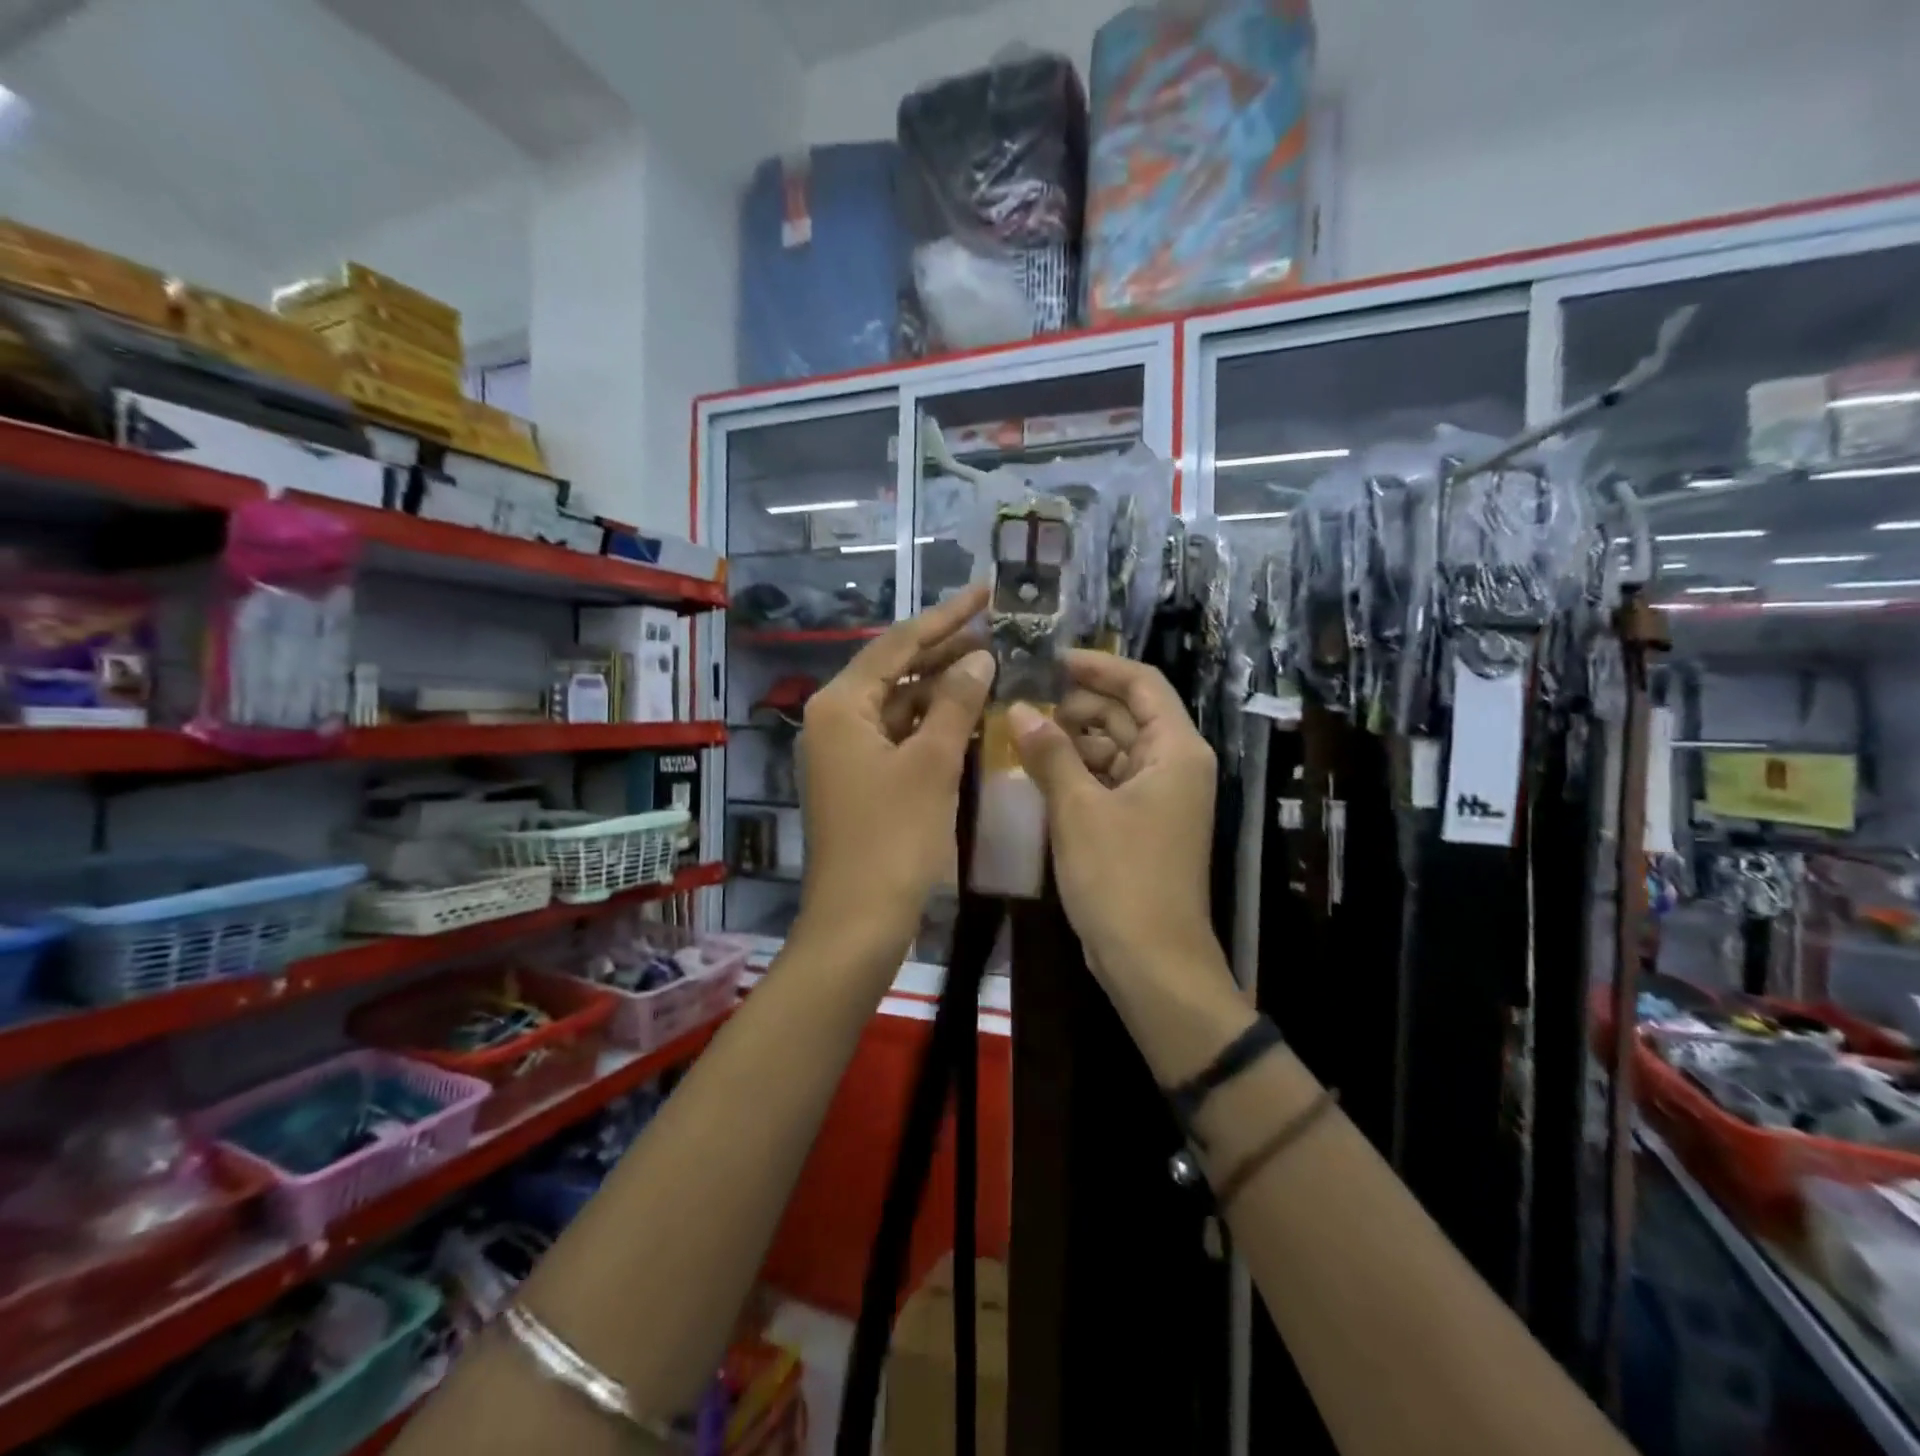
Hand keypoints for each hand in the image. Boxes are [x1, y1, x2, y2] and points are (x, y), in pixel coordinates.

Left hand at [797, 585, 994, 956]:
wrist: (859, 920)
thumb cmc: (894, 838)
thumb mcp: (931, 764)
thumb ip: (956, 704)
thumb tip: (980, 658)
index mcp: (841, 705)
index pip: (898, 644)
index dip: (946, 617)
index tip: (985, 592)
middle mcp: (835, 719)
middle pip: (895, 670)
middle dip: (944, 650)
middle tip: (996, 628)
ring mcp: (845, 751)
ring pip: (899, 704)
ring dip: (941, 688)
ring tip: (991, 666)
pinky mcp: (860, 778)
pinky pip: (899, 735)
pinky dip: (932, 724)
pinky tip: (968, 715)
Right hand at [1009, 651, 1218, 985]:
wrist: (1151, 961)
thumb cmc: (1121, 878)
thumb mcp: (1079, 809)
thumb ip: (1050, 753)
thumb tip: (1021, 708)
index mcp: (1176, 750)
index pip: (1141, 684)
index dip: (1098, 666)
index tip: (1051, 659)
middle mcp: (1174, 765)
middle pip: (1126, 714)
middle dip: (1077, 705)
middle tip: (1023, 702)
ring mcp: (1159, 797)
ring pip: (1114, 748)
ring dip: (1073, 740)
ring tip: (1023, 734)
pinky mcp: (1141, 823)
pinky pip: (1109, 780)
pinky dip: (1078, 771)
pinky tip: (1039, 771)